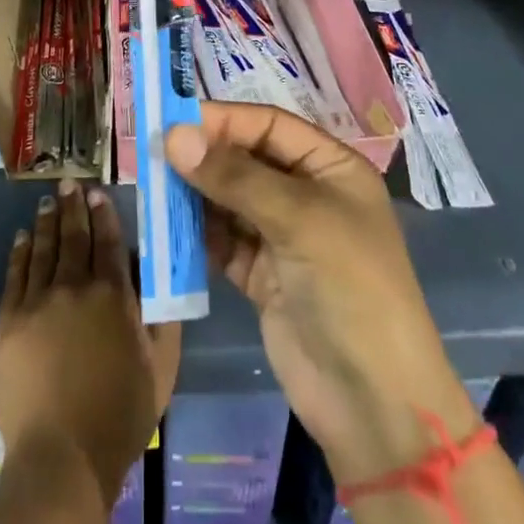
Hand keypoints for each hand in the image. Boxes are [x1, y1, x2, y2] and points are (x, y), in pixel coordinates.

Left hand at [0, 180, 181, 506]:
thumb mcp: (161, 368)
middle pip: (74, 236)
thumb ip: (163, 318)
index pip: (108, 241)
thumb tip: (159, 279)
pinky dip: (20, 252)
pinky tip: (22, 237)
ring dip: (47, 222)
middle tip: (68, 182)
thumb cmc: (120, 415)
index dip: (103, 213)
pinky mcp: (9, 321)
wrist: (62, 457)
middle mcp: (74, 287)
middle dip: (72, 206)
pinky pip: (15, 275)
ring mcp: (38, 302)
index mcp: (113, 296)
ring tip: (46, 202)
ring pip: (44, 249)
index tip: (96, 192)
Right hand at [166, 103, 475, 482]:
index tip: (171, 123)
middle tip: (151, 155)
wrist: (372, 402)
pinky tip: (166, 226)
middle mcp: (306, 195)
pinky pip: (221, 241)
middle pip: (246, 160)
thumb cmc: (350, 288)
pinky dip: (195, 233)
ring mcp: (283, 237)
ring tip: (151, 187)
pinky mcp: (261, 276)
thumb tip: (173, 136)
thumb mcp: (299, 220)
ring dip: (193, 194)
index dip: (223, 121)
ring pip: (228, 200)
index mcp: (331, 168)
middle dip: (203, 157)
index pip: (269, 126)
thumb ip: (234, 177)